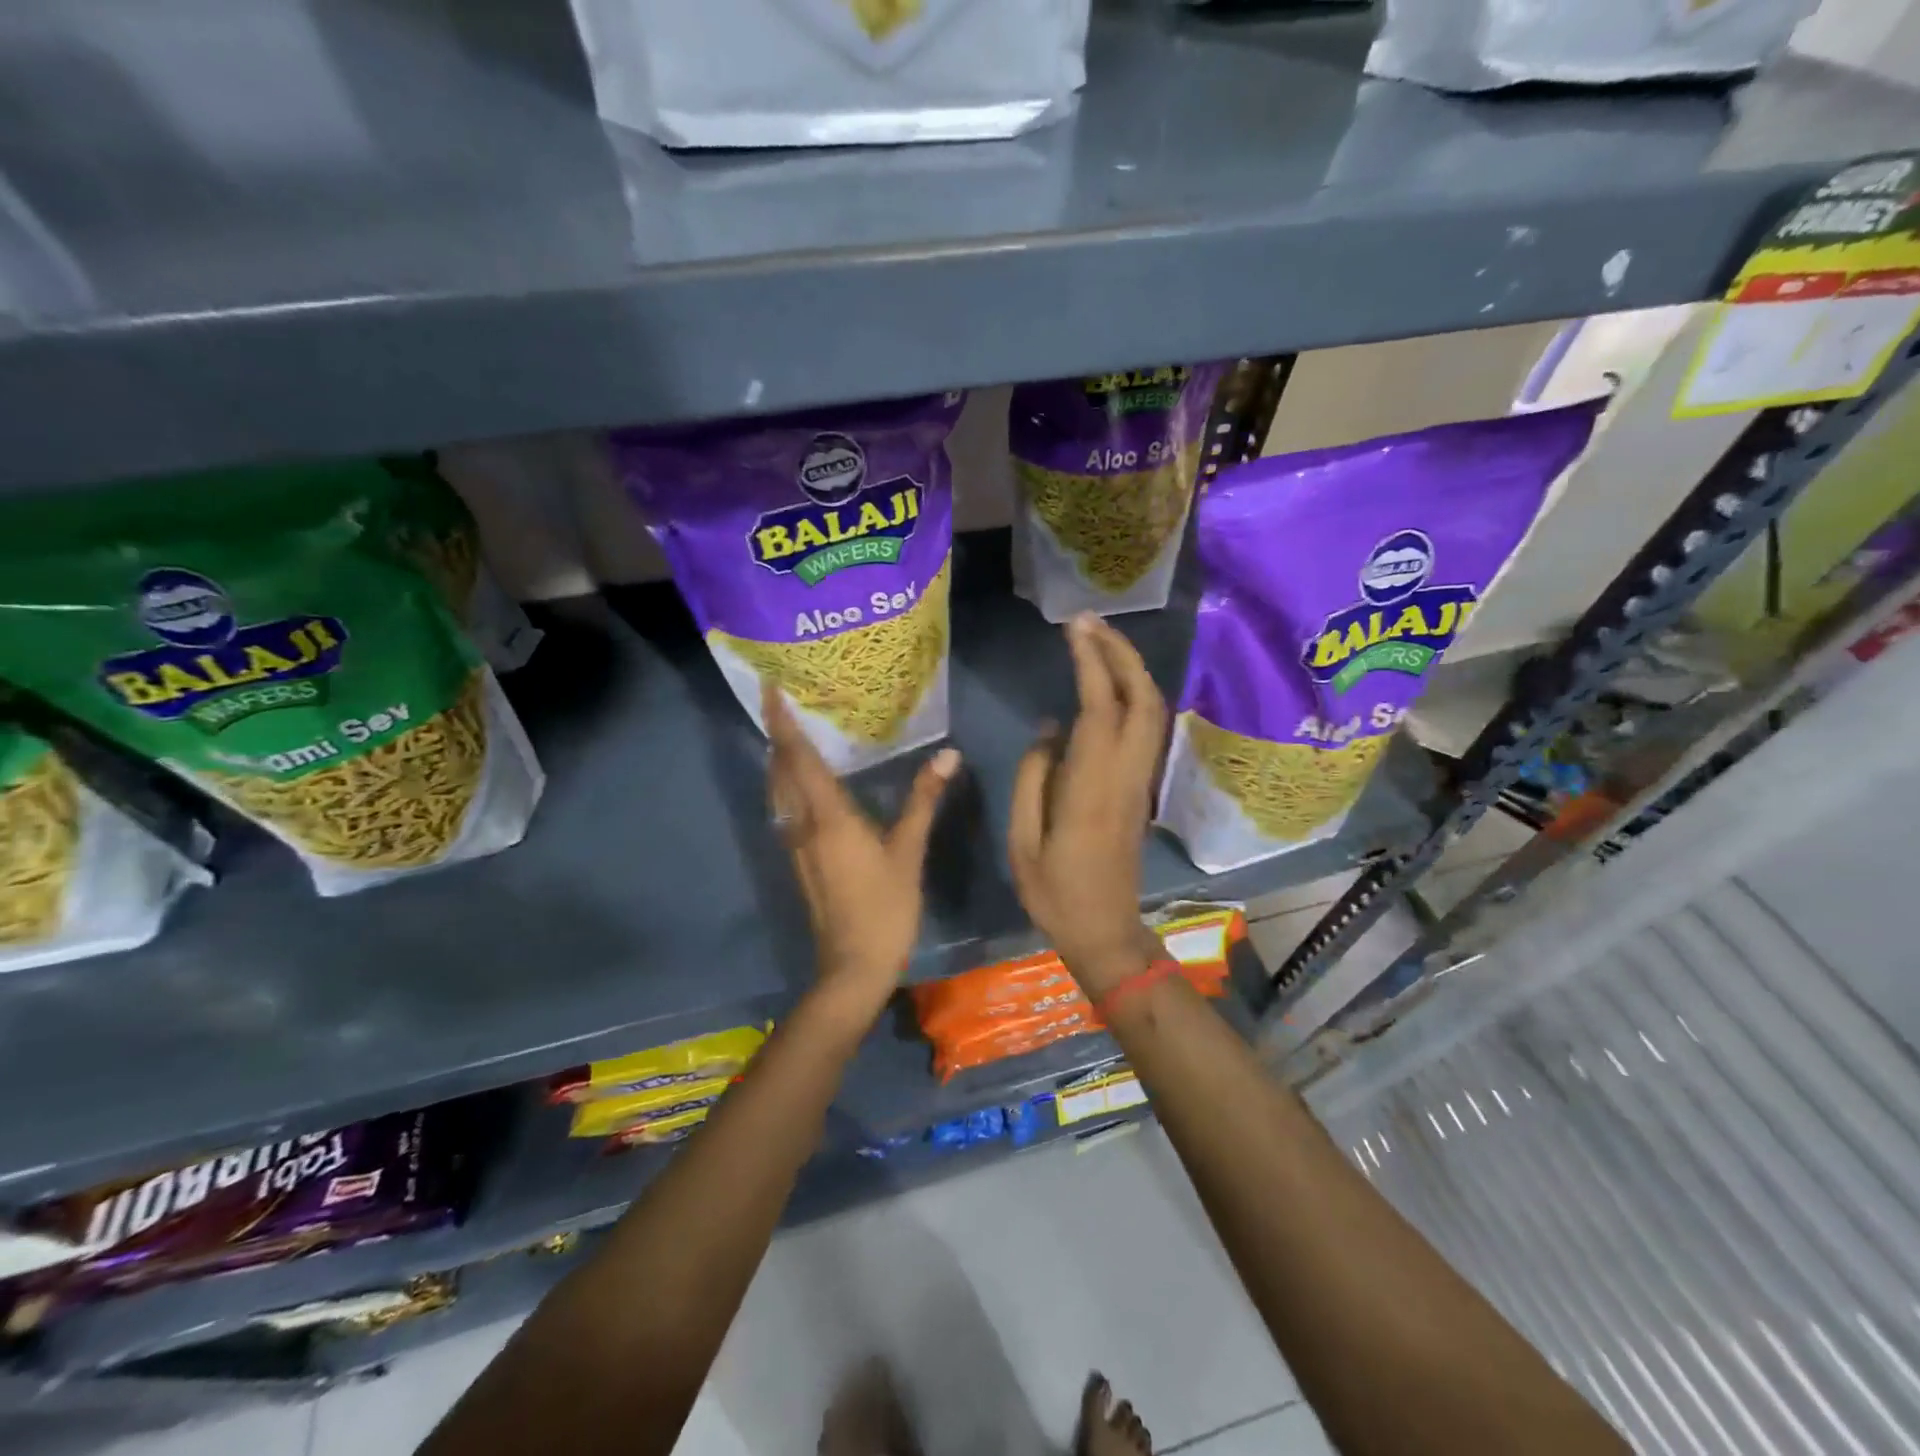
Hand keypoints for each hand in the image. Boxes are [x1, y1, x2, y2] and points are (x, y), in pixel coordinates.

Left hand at [764, 681, 959, 1025]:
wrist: (852, 967)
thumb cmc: (884, 908)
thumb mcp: (908, 852)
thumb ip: (924, 800)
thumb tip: (948, 755)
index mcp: (827, 816)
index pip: (798, 757)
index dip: (782, 721)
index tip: (770, 688)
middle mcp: (802, 824)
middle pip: (780, 770)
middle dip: (776, 733)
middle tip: (781, 700)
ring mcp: (796, 844)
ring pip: (778, 790)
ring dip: (779, 758)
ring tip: (789, 731)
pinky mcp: (799, 860)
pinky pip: (785, 808)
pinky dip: (787, 783)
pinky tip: (804, 783)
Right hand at [1008, 615, 1168, 997]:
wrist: (1105, 931)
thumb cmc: (1054, 892)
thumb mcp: (1022, 840)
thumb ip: (1032, 777)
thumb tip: (1051, 728)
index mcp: (1091, 787)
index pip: (1100, 708)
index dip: (1091, 662)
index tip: (1074, 629)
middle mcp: (1126, 775)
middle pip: (1142, 699)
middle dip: (1121, 653)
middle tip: (1089, 623)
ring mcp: (1140, 781)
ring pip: (1151, 712)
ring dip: (1131, 670)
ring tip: (1098, 643)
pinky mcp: (1142, 789)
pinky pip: (1145, 729)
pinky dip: (1133, 695)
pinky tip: (1107, 686)